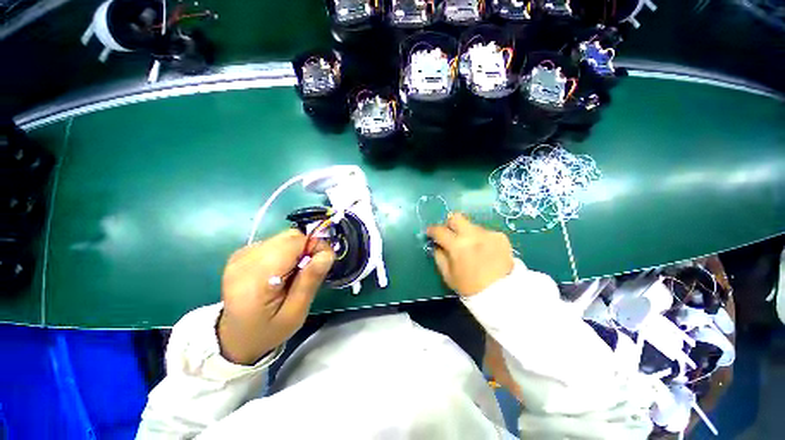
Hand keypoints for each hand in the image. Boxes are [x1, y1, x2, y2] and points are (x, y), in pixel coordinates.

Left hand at [218, 229, 334, 364]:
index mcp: (256, 277)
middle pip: (290, 236)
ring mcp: (241, 254)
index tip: (324, 262)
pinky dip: (286, 252)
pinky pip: (275, 242)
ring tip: (295, 272)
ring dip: (297, 250)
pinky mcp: (242, 253)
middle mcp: (245, 259)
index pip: (295, 242)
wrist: (235, 338)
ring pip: (284, 237)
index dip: (316, 246)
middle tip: (310, 270)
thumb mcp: (295, 314)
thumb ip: (310, 281)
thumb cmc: (267, 330)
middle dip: (307, 248)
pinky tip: (282, 270)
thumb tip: (327, 254)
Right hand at [427, 213, 514, 296]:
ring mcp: (488, 234)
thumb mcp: (448, 275)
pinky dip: (481, 239)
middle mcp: (473, 235)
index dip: (432, 230)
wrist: (503, 295)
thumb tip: (437, 245)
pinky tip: (485, 251)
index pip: (439, 230)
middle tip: (450, 234)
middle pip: (456, 217)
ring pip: (471, 225)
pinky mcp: (501, 236)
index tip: (430, 233)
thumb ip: (439, 256)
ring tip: (472, 247)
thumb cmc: (471, 287)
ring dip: (467, 233)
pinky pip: (485, 232)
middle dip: (449, 223)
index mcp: (457, 246)